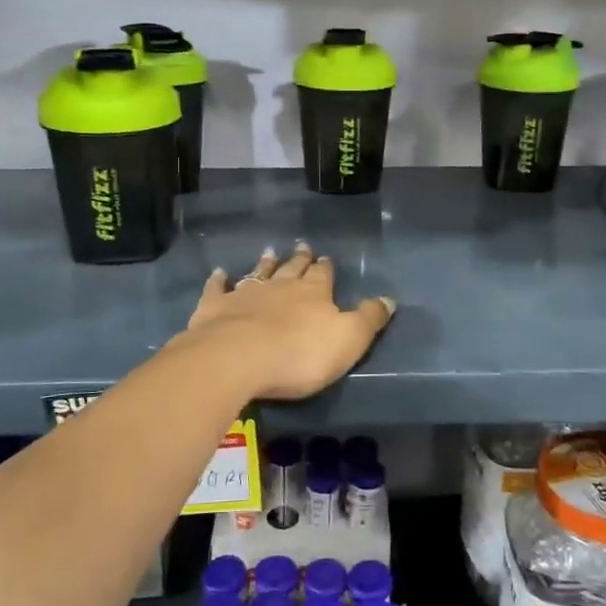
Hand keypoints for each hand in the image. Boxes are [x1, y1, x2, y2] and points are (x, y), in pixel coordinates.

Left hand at [175, 243, 395, 400]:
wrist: (237, 358)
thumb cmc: (300, 354)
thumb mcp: (348, 340)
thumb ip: (369, 319)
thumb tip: (390, 299)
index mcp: (314, 293)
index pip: (323, 275)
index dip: (325, 267)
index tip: (326, 258)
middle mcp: (280, 286)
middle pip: (292, 268)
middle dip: (299, 258)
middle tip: (301, 246)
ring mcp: (245, 294)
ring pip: (258, 273)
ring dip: (265, 263)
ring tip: (269, 251)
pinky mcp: (215, 307)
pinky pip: (218, 288)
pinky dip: (219, 280)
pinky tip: (219, 273)